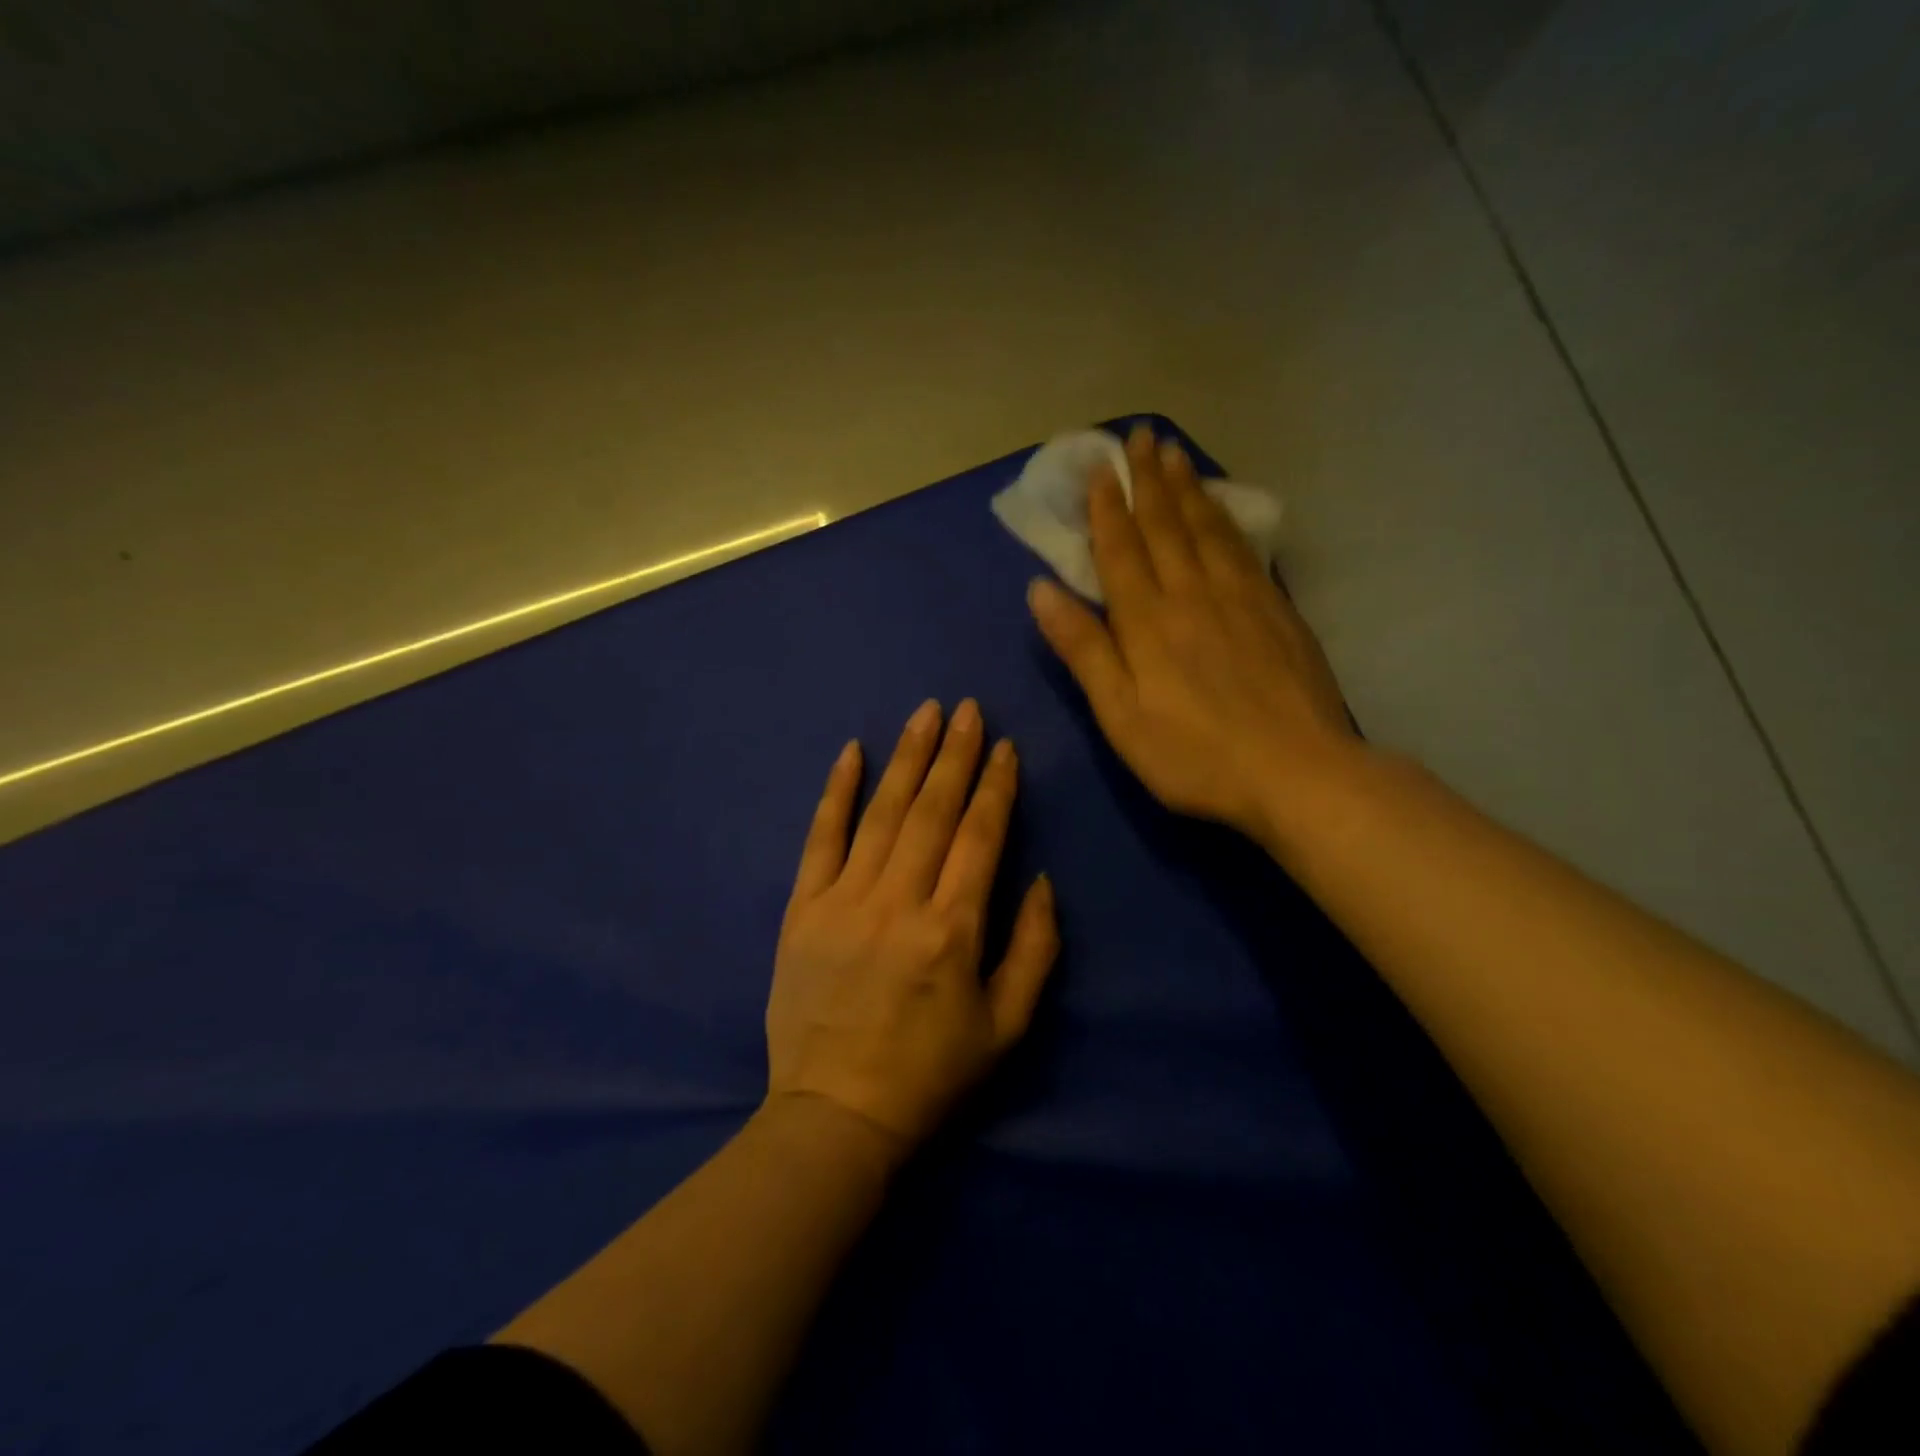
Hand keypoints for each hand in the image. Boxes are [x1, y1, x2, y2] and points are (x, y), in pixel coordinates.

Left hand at [767, 700, 1059, 1154]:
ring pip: (882, 813)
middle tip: (968, 709)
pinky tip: (851, 752)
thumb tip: (1040, 880)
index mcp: (953, 930)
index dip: (996, 787)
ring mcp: (845, 900)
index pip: (980, 837)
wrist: (836, 1114)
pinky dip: (836, 792)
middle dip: (955, 754)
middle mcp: (899, 902)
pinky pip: (821, 838)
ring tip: (925, 714)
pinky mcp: (804, 909)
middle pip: (933, 811)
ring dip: (907, 758)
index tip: (1005, 747)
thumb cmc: (931, 1075)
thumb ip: (1035, 949)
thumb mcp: (1007, 1027)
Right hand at [1027, 425, 1362, 846]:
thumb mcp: (1120, 715)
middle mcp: (1192, 594)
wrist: (1297, 772)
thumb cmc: (1194, 754)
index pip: (1121, 550)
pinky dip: (1225, 518)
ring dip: (1186, 488)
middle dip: (1147, 480)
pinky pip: (1242, 548)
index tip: (1099, 469)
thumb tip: (1042, 590)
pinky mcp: (1276, 610)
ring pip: (1206, 528)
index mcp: (1148, 621)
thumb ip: (1084, 650)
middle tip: (1139, 437)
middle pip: (1165, 525)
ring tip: (1174, 453)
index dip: (1106, 509)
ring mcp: (1240, 598)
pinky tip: (1221, 507)